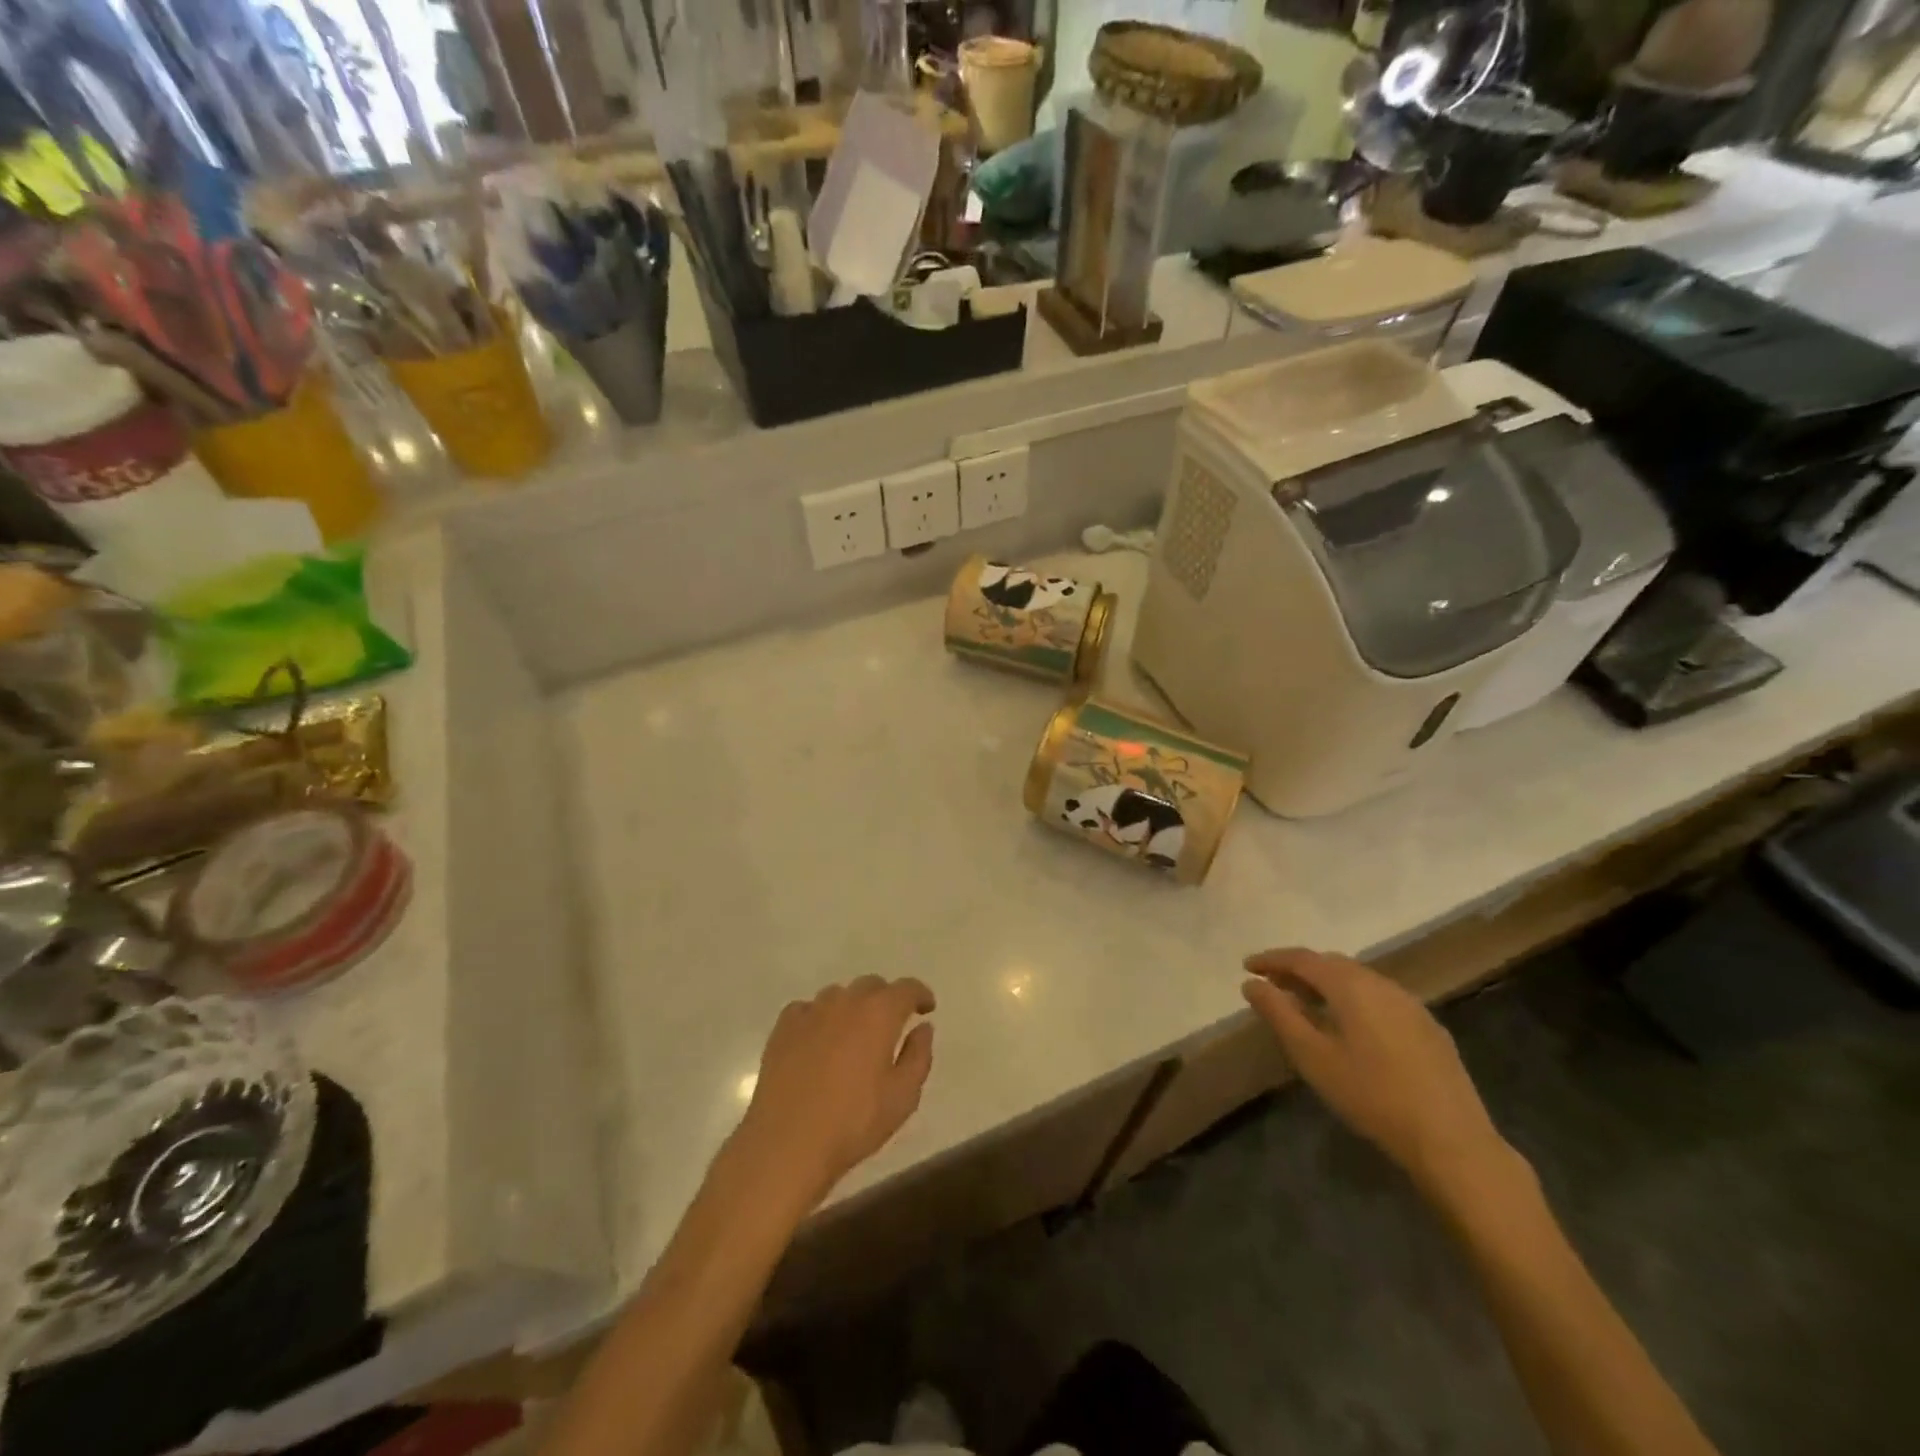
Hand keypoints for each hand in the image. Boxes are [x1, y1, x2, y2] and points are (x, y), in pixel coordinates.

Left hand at [732, 976, 936, 1211]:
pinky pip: (807, 1010)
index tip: (926, 1008)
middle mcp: (846, 1001)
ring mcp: (811, 1011)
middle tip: (891, 1025)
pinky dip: (819, 1018)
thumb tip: (923, 1028)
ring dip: (852, 1007)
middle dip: (886, 1000)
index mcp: (879, 1014)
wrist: (787, 1143)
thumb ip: (918, 1056)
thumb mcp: (903, 1097)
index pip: (906, 988)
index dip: (919, 994)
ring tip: (853, 1035)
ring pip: (838, 995)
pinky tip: (818, 1041)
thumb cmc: (853, 1122)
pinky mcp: (783, 1028)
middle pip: (871, 986)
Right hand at [1242, 949, 1512, 1197]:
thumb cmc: (1371, 1096)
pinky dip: (1354, 1000)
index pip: (1302, 958)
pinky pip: (1380, 998)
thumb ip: (1279, 1014)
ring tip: (1306, 1004)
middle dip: (1299, 970)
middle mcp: (1382, 984)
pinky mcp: (1429, 1027)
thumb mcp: (1312, 1056)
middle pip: (1332, 964)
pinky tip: (1350, 1026)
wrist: (1451, 1140)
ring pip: (1359, 980)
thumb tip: (1252, 983)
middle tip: (1273, 985)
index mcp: (1351, 986)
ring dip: (1327, 984)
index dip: (1272, 959)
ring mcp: (1410, 1004)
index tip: (1247, 966)